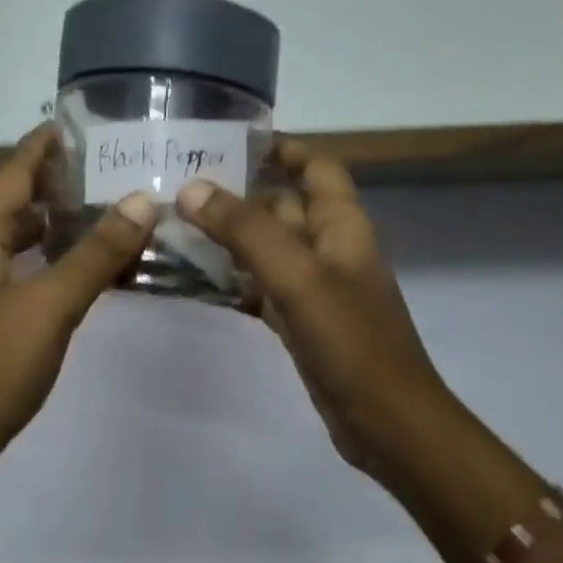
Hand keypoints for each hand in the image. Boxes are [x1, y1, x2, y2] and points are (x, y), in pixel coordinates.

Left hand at [0, 125, 157, 476]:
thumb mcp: (50, 306)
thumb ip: (94, 254)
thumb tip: (140, 201)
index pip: (7, 175)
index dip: (38, 147)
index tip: (71, 124)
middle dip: (32, 179)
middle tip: (79, 175)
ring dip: (34, 218)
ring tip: (82, 214)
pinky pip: (7, 267)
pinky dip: (35, 255)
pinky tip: (66, 270)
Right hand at [175, 143, 452, 493]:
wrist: (386, 421)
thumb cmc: (350, 341)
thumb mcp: (297, 277)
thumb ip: (246, 230)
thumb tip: (191, 189)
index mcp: (343, 226)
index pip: (318, 168)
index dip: (284, 150)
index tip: (232, 141)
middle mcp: (331, 250)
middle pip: (284, 208)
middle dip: (240, 195)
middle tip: (180, 189)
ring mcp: (317, 290)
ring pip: (270, 251)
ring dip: (232, 240)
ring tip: (177, 230)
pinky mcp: (303, 325)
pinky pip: (264, 289)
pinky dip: (236, 281)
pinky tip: (200, 282)